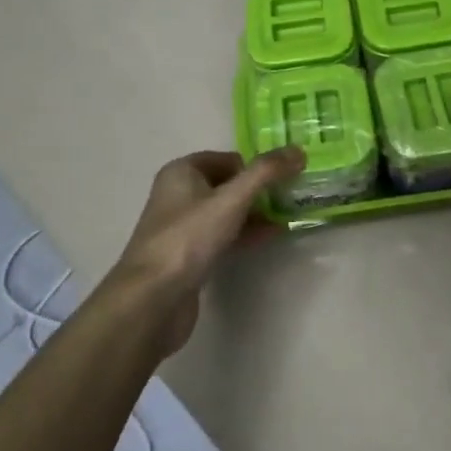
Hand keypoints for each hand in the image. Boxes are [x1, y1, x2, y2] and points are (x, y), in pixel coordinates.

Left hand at [109, 147, 303, 354]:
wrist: (152, 299)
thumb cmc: (189, 238)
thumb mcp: (231, 199)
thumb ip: (265, 173)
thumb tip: (298, 150)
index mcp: (182, 172)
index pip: (227, 158)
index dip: (255, 166)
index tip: (285, 177)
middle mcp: (178, 194)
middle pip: (227, 184)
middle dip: (258, 190)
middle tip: (291, 196)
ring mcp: (182, 227)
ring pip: (226, 211)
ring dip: (254, 213)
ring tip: (287, 216)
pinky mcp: (187, 256)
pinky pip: (222, 236)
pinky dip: (244, 234)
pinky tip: (269, 237)